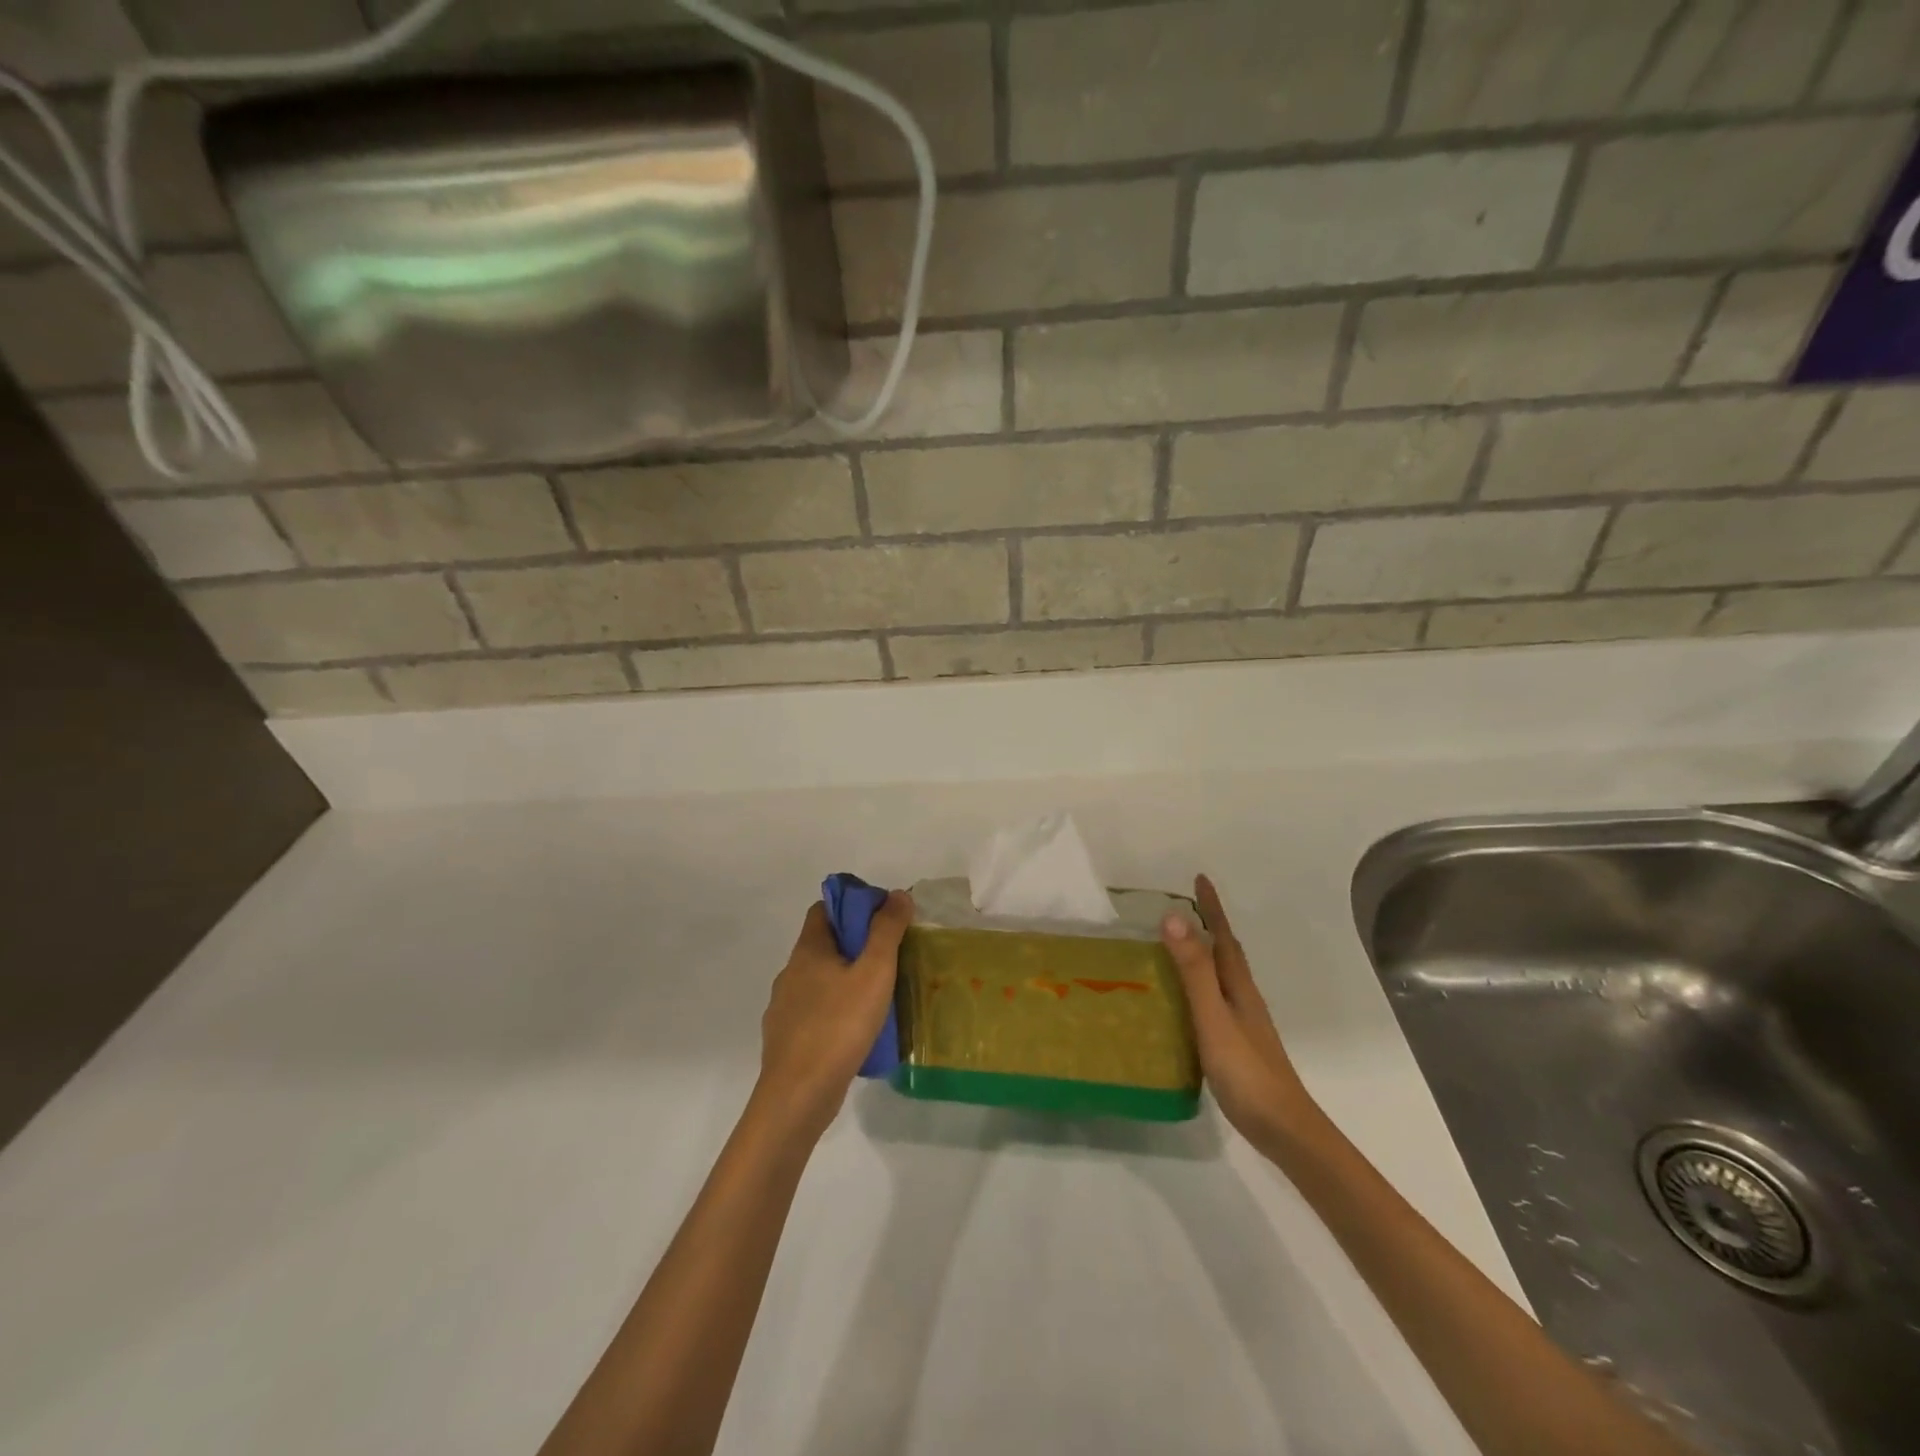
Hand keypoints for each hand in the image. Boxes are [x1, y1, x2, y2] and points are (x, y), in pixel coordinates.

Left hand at [755, 892, 912, 1140]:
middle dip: (855, 945)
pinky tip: (857, 1032)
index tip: (882, 919)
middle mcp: (790, 973)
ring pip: (819, 981)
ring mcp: (784, 1008)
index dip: (852, 906)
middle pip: (823, 944)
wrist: (797, 1097)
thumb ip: (886, 931)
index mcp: (808, 951)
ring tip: (878, 997)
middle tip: (890, 959)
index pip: (824, 909)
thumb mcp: (873, 973)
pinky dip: (836, 1012)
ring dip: (846, 981)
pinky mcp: (786, 1040)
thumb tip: (897, 894)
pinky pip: (815, 1013)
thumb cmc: (838, 1026)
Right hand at [1161, 875, 1322, 1153]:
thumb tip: (1174, 918)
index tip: (1200, 878)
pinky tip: (1188, 1001)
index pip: (1222, 937)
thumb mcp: (1213, 1018)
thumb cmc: (1247, 1071)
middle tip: (1184, 906)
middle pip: (1226, 953)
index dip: (1211, 908)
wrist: (1285, 1130)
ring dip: (1205, 955)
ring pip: (1222, 976)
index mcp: (1238, 987)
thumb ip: (1194, 972)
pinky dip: (1202, 985)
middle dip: (1209, 926)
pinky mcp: (1239, 1044)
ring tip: (1178, 946)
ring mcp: (1245, 1023)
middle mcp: (1244, 998)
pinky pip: (1216, 999)